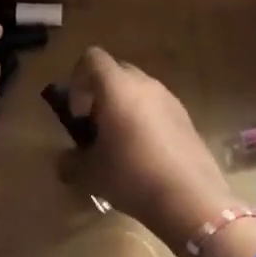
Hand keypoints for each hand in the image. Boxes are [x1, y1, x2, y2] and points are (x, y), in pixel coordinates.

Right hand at [60, 47, 242, 253]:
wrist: (191, 198)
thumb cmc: (132, 176)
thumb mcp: (91, 174)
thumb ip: (71, 162)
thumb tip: (64, 161)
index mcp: (117, 87)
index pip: (92, 58)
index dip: (78, 80)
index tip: (78, 113)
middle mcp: (144, 83)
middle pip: (116, 71)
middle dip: (101, 93)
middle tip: (96, 127)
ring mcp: (169, 98)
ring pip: (139, 89)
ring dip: (124, 106)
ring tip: (121, 144)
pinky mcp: (186, 117)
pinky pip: (157, 106)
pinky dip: (146, 119)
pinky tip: (145, 154)